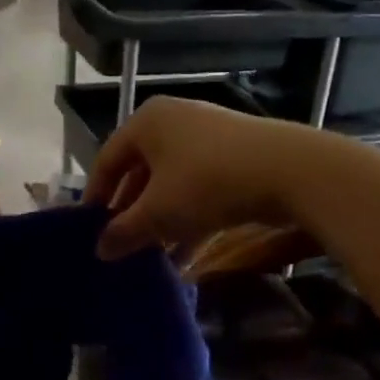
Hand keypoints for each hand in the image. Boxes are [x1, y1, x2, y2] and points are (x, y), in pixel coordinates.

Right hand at [84, 98, 333, 260]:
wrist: (289, 171)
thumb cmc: (207, 183)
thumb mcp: (158, 212)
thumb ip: (124, 231)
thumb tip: (100, 250)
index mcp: (147, 122)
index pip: (108, 160)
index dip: (96, 197)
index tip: (90, 232)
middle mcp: (174, 121)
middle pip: (141, 172)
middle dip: (132, 213)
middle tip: (122, 246)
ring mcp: (208, 137)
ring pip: (172, 183)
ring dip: (160, 221)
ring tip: (152, 258)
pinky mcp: (235, 156)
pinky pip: (199, 188)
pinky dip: (188, 218)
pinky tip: (185, 257)